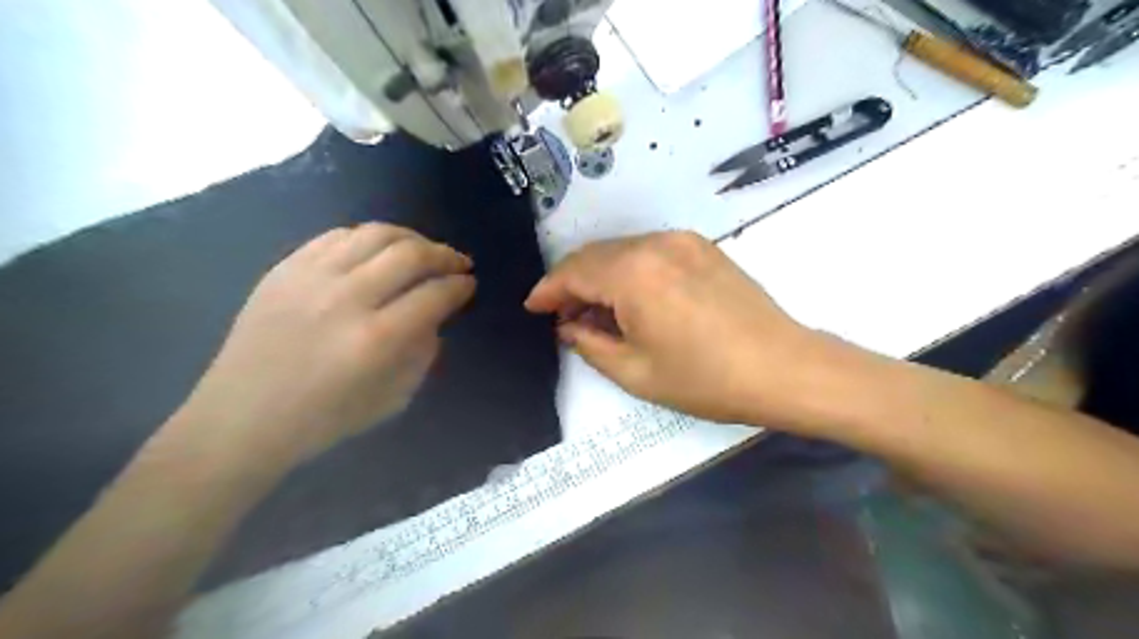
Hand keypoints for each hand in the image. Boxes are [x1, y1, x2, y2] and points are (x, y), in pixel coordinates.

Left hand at [175, 225, 476, 469]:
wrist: (241, 418)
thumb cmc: (324, 419)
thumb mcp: (394, 399)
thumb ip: (423, 353)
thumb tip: (435, 316)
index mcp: (375, 340)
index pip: (434, 295)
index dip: (460, 286)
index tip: (469, 284)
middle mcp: (345, 298)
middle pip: (409, 254)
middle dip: (444, 255)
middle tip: (458, 263)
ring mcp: (311, 277)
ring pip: (375, 234)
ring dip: (411, 238)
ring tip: (424, 249)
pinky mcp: (285, 268)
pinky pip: (337, 235)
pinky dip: (369, 237)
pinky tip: (380, 250)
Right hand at [524, 229, 829, 428]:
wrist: (783, 367)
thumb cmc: (705, 379)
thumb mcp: (635, 372)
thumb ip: (590, 344)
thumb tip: (568, 326)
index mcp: (632, 274)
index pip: (573, 272)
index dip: (548, 290)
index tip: (533, 307)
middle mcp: (653, 244)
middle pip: (594, 255)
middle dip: (572, 283)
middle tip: (564, 316)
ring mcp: (681, 241)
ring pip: (621, 251)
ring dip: (600, 276)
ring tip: (597, 312)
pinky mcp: (701, 247)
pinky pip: (648, 251)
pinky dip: (629, 270)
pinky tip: (632, 299)